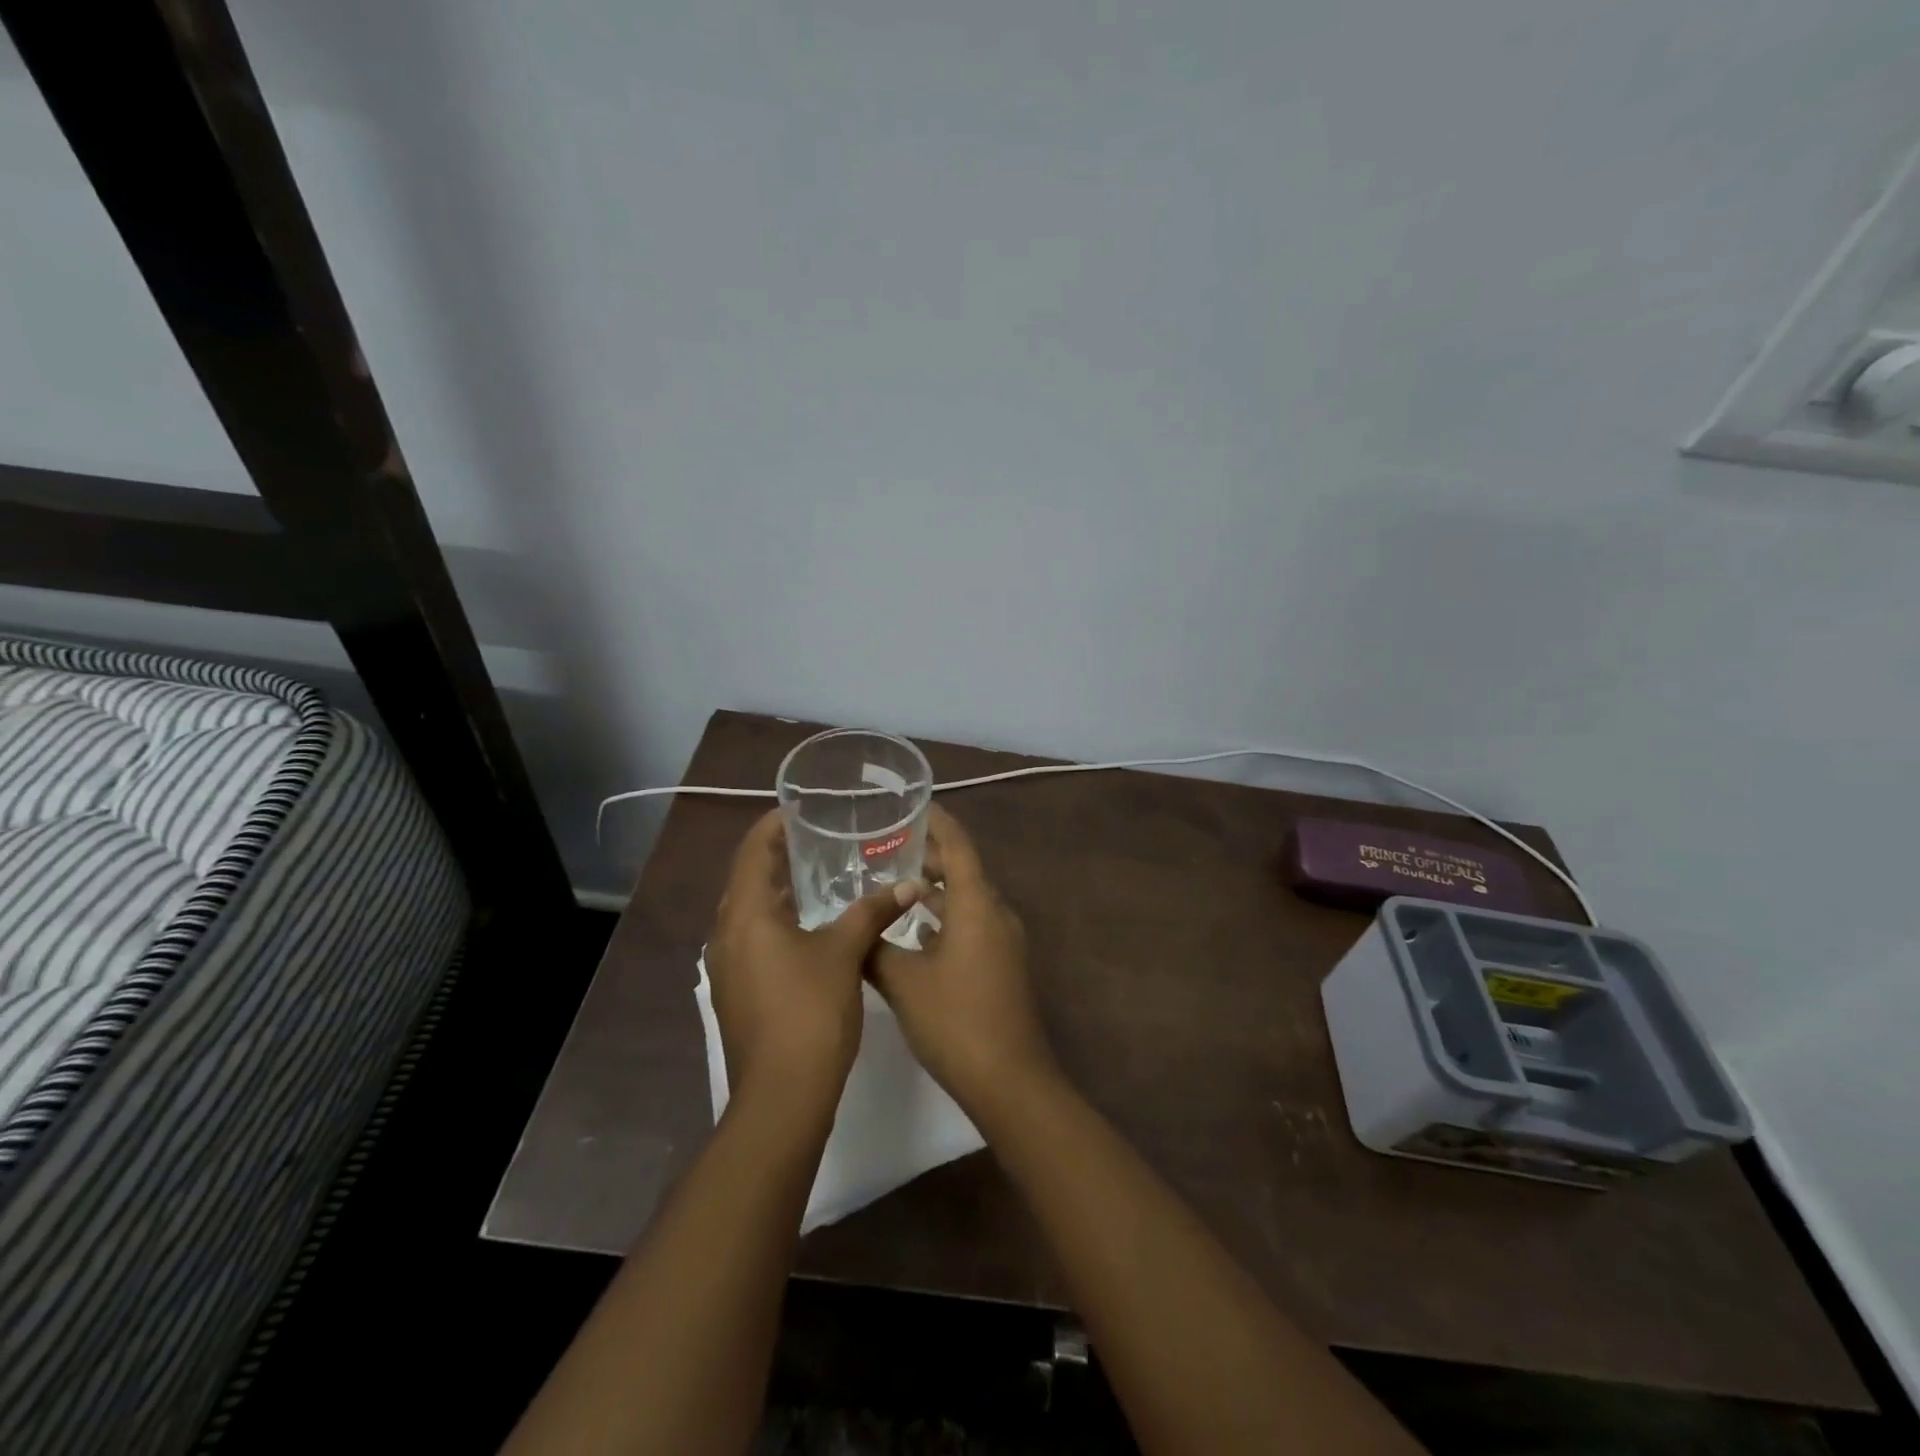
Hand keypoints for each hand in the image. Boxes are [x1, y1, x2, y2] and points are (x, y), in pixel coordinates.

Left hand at [707, 809, 925, 1109]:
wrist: (782, 1096)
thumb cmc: (810, 1012)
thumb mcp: (846, 952)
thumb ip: (873, 911)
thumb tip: (909, 884)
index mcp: (746, 915)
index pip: (753, 850)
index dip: (774, 824)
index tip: (801, 808)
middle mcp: (726, 934)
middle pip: (748, 879)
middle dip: (779, 855)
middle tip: (818, 837)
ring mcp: (727, 966)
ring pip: (750, 912)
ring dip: (778, 890)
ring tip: (818, 875)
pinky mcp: (737, 991)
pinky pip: (753, 938)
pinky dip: (777, 921)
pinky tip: (811, 927)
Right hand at [868, 806, 1057, 1117]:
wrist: (1009, 1081)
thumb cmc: (956, 1021)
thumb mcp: (904, 982)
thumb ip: (876, 948)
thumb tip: (856, 928)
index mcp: (977, 905)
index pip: (958, 846)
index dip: (937, 822)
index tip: (911, 805)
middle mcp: (996, 914)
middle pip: (962, 871)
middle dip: (928, 857)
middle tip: (886, 846)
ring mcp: (1003, 942)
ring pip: (966, 901)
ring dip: (934, 891)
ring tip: (893, 885)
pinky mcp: (1002, 966)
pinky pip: (971, 926)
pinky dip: (944, 919)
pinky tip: (914, 934)